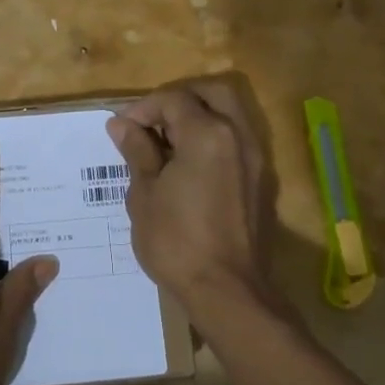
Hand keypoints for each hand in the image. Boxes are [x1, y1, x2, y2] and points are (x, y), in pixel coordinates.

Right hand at [106, 80, 288, 332]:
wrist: (227, 291)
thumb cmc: (176, 242)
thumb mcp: (144, 194)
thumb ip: (138, 151)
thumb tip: (122, 124)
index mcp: (208, 134)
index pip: (174, 99)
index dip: (143, 108)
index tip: (123, 130)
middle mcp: (239, 136)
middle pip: (214, 92)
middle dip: (180, 99)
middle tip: (153, 122)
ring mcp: (256, 158)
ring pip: (232, 114)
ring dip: (201, 116)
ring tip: (169, 143)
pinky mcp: (262, 181)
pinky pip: (239, 141)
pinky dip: (215, 138)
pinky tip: (190, 165)